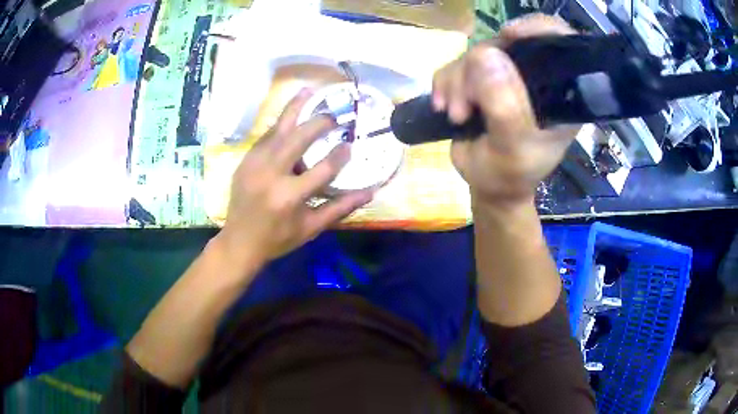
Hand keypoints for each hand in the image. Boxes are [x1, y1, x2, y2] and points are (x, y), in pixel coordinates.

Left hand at [216, 89, 373, 266]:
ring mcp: (254, 165)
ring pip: (277, 129)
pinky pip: (266, 137)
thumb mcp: (312, 227)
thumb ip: (341, 207)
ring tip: (309, 90)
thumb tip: (371, 192)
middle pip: (297, 138)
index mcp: (289, 197)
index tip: (350, 145)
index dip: (340, 155)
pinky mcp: (245, 161)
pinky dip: (280, 125)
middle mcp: (270, 175)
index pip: (322, 169)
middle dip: (318, 122)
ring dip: (295, 109)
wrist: (239, 242)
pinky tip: (291, 116)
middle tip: (333, 115)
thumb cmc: (278, 238)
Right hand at [432, 14, 577, 206]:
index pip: (558, 43)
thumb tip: (485, 55)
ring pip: (475, 54)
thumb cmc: (510, 175)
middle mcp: (533, 77)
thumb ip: (505, 107)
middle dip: (479, 70)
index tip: (509, 35)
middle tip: (466, 106)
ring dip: (458, 83)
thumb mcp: (513, 149)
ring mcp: (503, 76)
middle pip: (506, 45)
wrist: (487, 185)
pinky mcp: (477, 80)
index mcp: (558, 92)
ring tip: (457, 115)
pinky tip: (444, 107)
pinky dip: (445, 83)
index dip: (536, 29)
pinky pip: (455, 65)